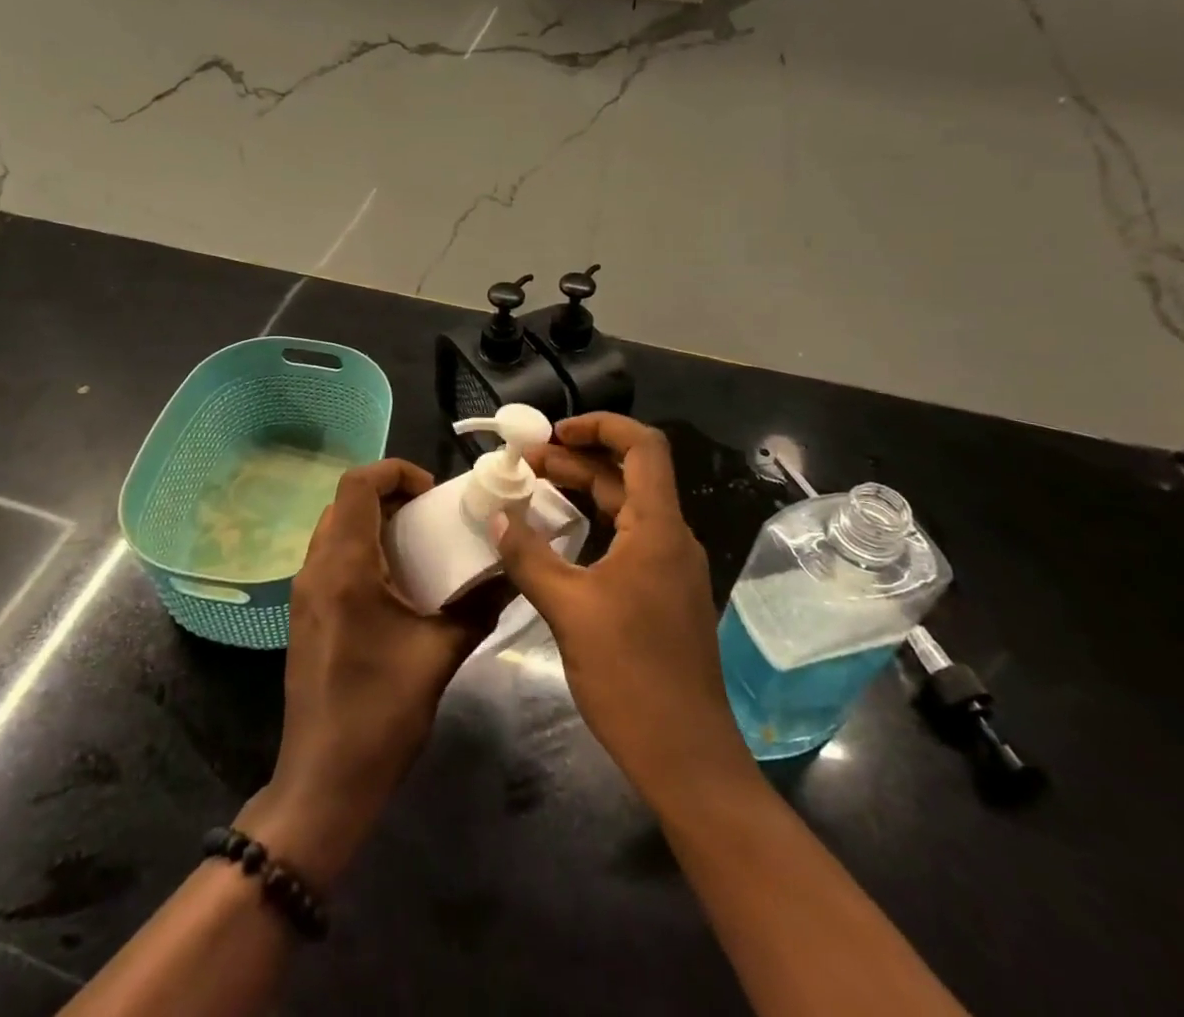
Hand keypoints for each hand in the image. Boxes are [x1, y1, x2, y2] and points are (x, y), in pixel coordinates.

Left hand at [247, 459, 499, 885]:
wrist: (324, 782)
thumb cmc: (381, 714)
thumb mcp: (440, 655)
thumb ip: (478, 608)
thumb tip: (511, 575)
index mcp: (345, 567)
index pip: (357, 484)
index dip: (396, 471)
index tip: (434, 493)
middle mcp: (316, 568)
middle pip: (345, 501)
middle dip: (391, 495)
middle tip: (433, 515)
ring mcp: (304, 592)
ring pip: (336, 528)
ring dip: (375, 522)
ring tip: (420, 545)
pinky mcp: (305, 614)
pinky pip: (331, 557)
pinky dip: (362, 548)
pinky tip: (397, 583)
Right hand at [495, 414, 749, 798]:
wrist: (688, 759)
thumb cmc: (631, 676)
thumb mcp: (569, 610)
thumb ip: (529, 556)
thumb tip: (496, 515)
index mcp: (659, 529)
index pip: (643, 446)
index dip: (601, 425)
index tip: (552, 434)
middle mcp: (672, 538)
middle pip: (628, 474)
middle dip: (576, 460)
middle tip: (523, 463)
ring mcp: (670, 569)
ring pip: (627, 508)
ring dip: (584, 491)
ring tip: (533, 489)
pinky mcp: (663, 595)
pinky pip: (628, 539)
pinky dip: (593, 525)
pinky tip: (560, 539)